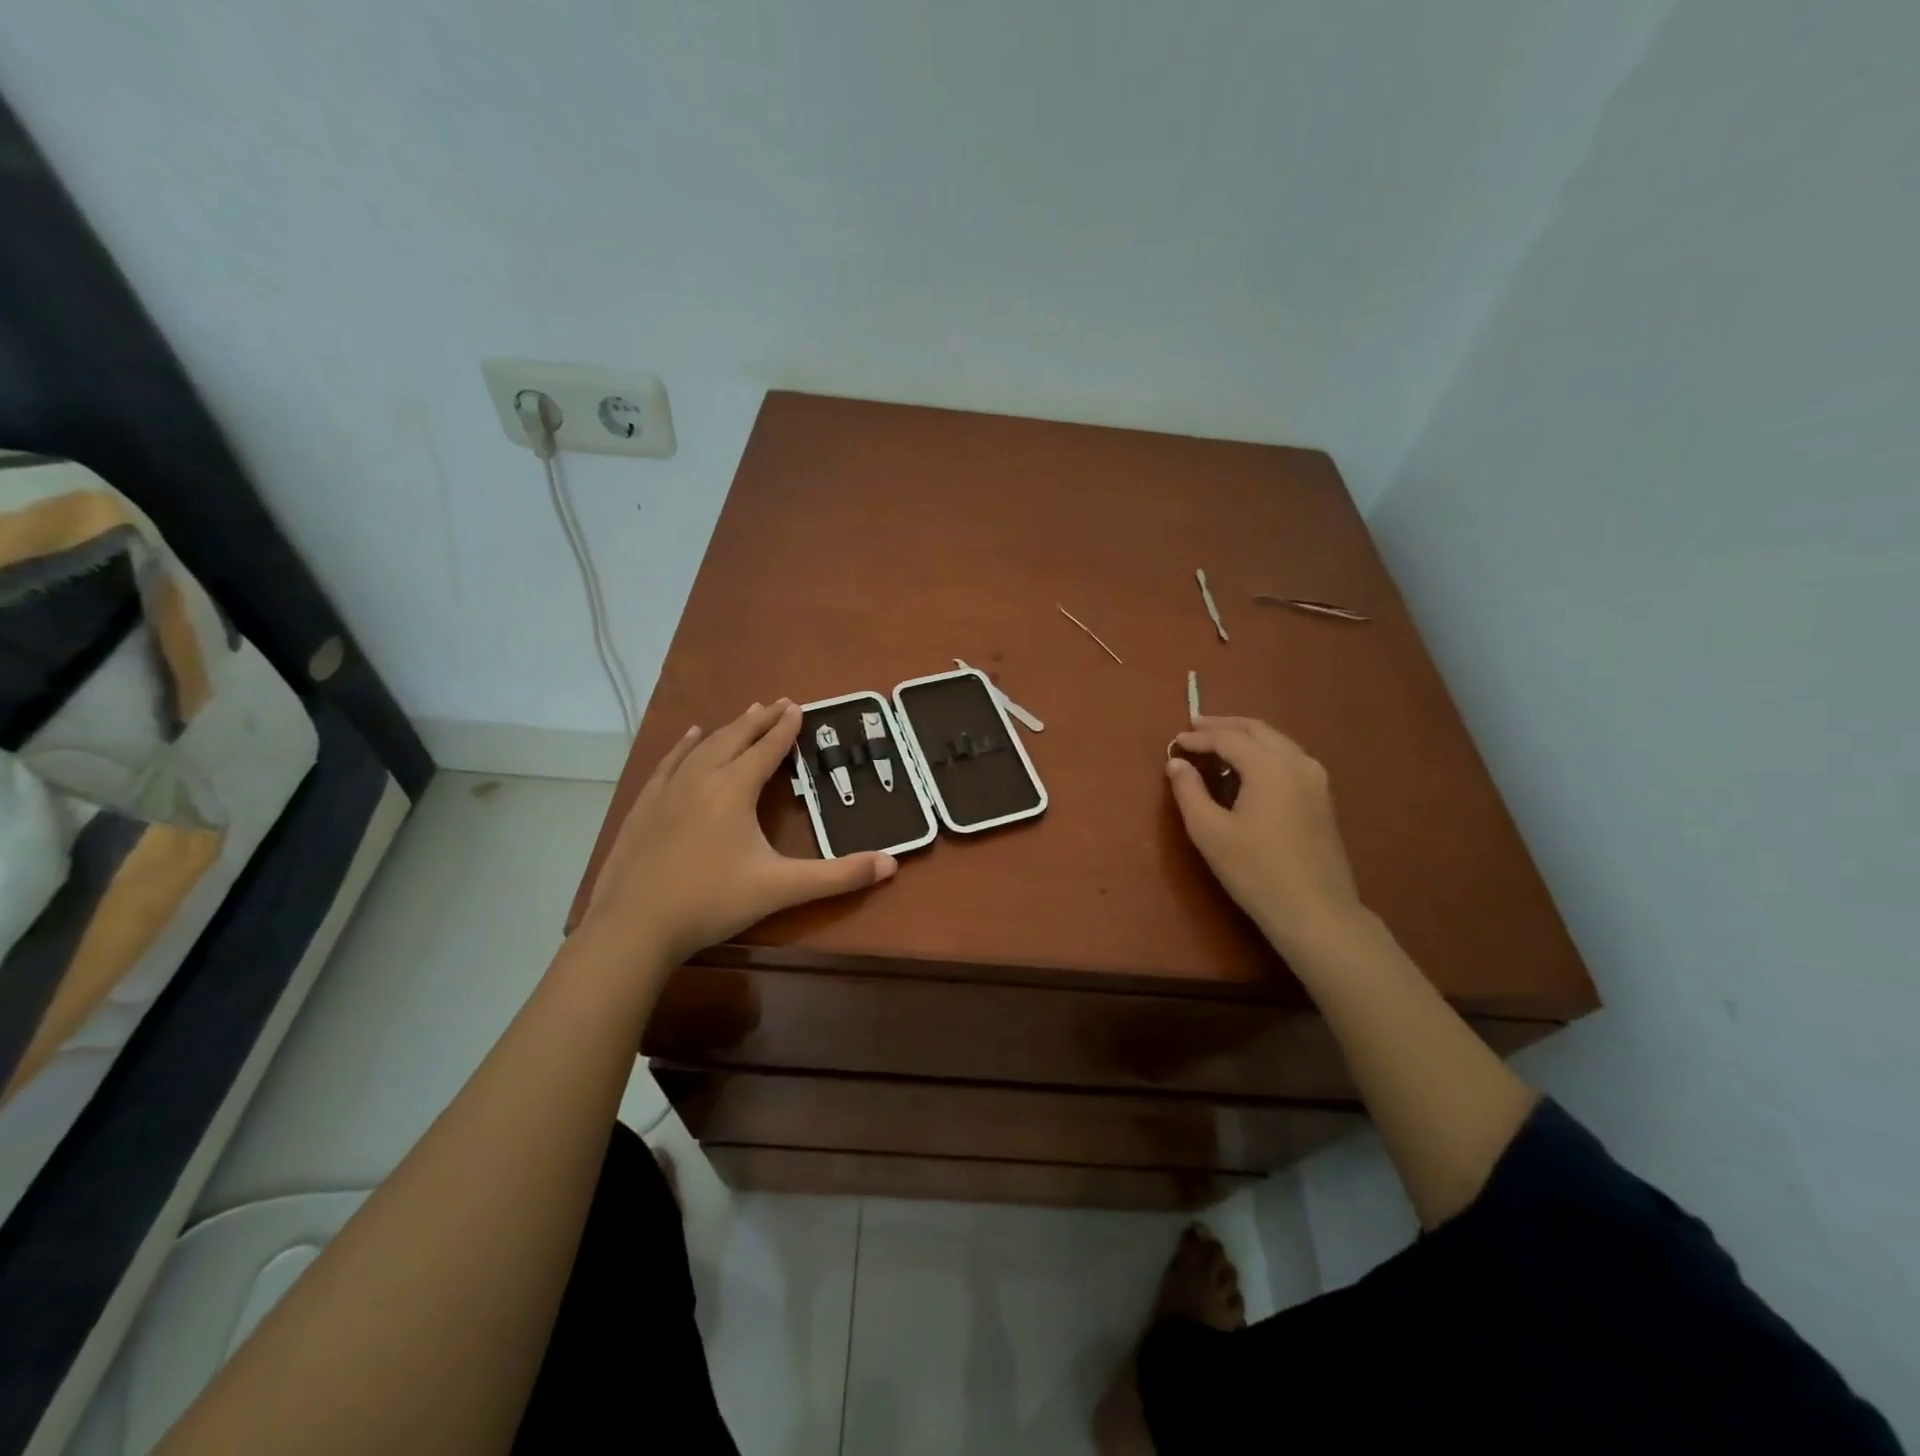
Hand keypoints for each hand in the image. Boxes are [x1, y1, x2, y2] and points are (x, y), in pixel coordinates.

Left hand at [581, 700, 895, 966]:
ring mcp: (668, 791)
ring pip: (703, 747)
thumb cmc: (712, 901)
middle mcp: (702, 778)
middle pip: (735, 738)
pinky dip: (684, 746)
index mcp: (734, 790)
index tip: (798, 706)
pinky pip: (669, 763)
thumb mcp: (782, 888)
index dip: (785, 728)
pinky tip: (690, 736)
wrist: (634, 926)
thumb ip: (838, 876)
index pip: (766, 749)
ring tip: (745, 713)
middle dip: (760, 720)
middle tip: (779, 702)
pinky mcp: (644, 807)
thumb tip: (891, 864)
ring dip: (728, 728)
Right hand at [1165, 716, 1365, 955]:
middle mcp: (1296, 762)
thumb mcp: (1210, 832)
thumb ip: (1189, 791)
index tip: (1174, 743)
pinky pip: (1288, 758)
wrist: (1316, 912)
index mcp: (1269, 766)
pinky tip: (1248, 768)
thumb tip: (1176, 763)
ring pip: (1276, 741)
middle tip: (1195, 727)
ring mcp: (1315, 779)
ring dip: (1246, 736)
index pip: (1228, 738)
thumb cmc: (1255, 871)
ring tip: (1218, 743)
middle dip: (1224, 726)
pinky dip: (1263, 752)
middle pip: (1257, 730)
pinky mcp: (1322, 798)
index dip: (1199, 738)